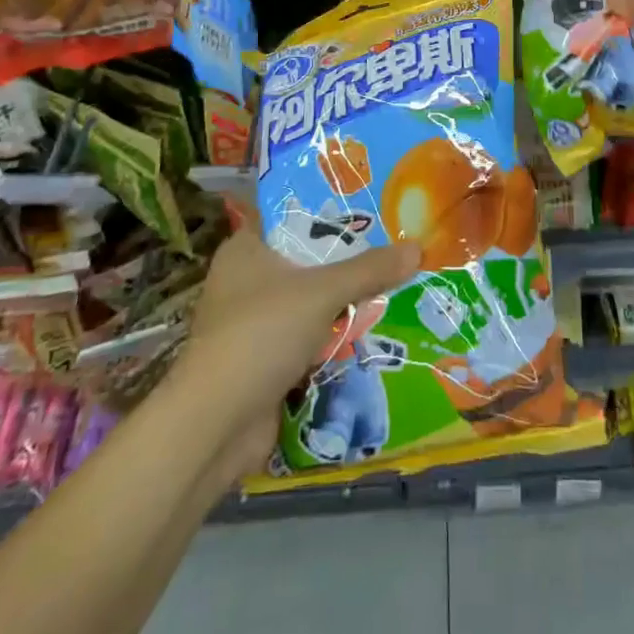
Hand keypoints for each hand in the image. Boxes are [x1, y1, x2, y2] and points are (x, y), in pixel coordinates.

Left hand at [165, 206, 420, 478]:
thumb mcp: (322, 292)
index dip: (330, 210)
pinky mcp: (263, 361)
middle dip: (347, 260)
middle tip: (394, 245)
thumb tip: (418, 248)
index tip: (372, 206)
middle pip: (307, 259)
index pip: (292, 216)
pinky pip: (308, 336)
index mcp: (246, 249)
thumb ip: (370, 269)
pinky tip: (371, 329)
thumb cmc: (261, 334)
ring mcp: (252, 323)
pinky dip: (333, 336)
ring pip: (309, 301)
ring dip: (343, 301)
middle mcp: (245, 280)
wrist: (214, 427)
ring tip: (393, 282)